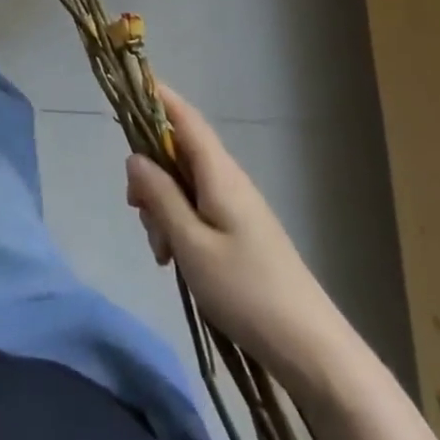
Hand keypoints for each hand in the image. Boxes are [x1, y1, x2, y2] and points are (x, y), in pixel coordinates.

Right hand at [124, 84, 343, 385]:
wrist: (313, 351)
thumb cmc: (247, 292)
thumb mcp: (190, 244)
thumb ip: (159, 196)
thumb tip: (134, 156)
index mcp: (219, 173)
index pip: (184, 117)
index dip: (156, 96)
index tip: (126, 87)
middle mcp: (228, 180)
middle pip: (176, 153)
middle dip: (148, 174)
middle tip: (137, 213)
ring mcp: (235, 207)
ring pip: (182, 186)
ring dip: (161, 208)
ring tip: (162, 253)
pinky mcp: (239, 232)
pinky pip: (196, 210)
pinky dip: (177, 226)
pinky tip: (175, 261)